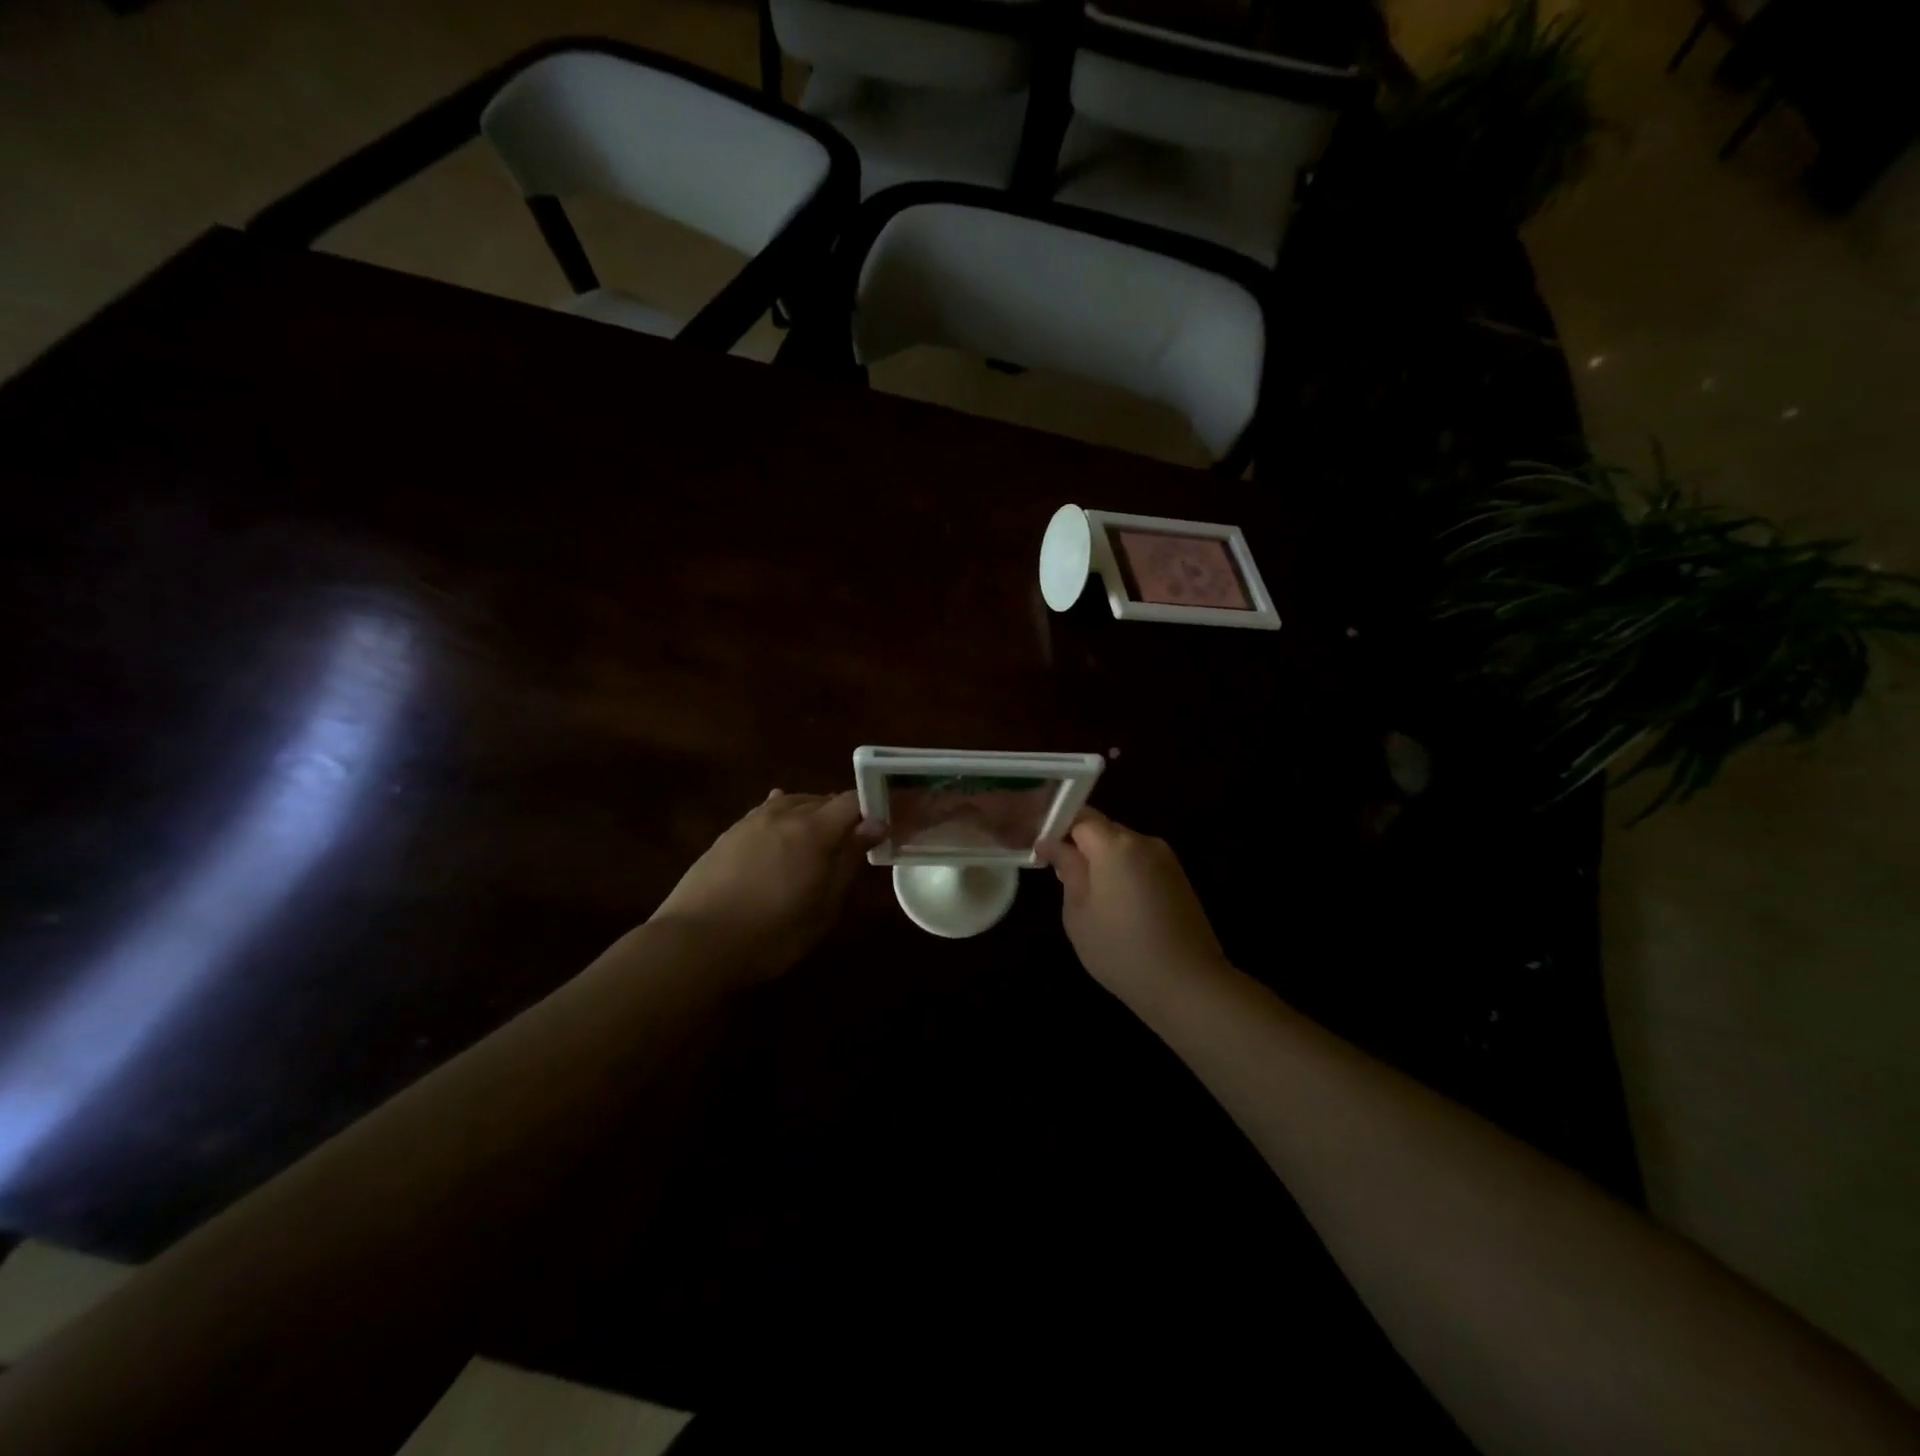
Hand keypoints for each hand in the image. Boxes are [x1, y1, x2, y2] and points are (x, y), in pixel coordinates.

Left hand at [650, 790, 885, 983]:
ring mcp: (751, 821)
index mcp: (812, 831)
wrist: (694, 942)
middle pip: (822, 799)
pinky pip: (765, 812)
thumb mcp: (822, 907)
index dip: (871, 809)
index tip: (881, 830)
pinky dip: (782, 816)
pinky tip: (781, 827)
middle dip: (842, 815)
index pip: (851, 801)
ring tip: (818, 839)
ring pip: (792, 802)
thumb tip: (874, 826)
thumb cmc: (771, 933)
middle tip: (852, 843)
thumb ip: (848, 861)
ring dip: (811, 814)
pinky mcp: (728, 834)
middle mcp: (783, 814)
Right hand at [1036, 807, 1227, 1002]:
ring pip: (1124, 847)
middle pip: (1104, 829)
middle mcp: (1144, 841)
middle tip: (1065, 879)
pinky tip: (1121, 908)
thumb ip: (1068, 870)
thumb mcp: (1078, 913)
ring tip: (1093, 899)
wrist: (1187, 983)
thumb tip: (1054, 845)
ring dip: (1105, 862)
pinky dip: (1126, 875)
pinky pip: (1142, 863)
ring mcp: (1166, 859)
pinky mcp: (1179, 878)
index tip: (1045, 854)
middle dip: (1082, 847)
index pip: (1080, 817)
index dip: (1059, 830)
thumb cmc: (1121, 950)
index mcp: (1115, 845)